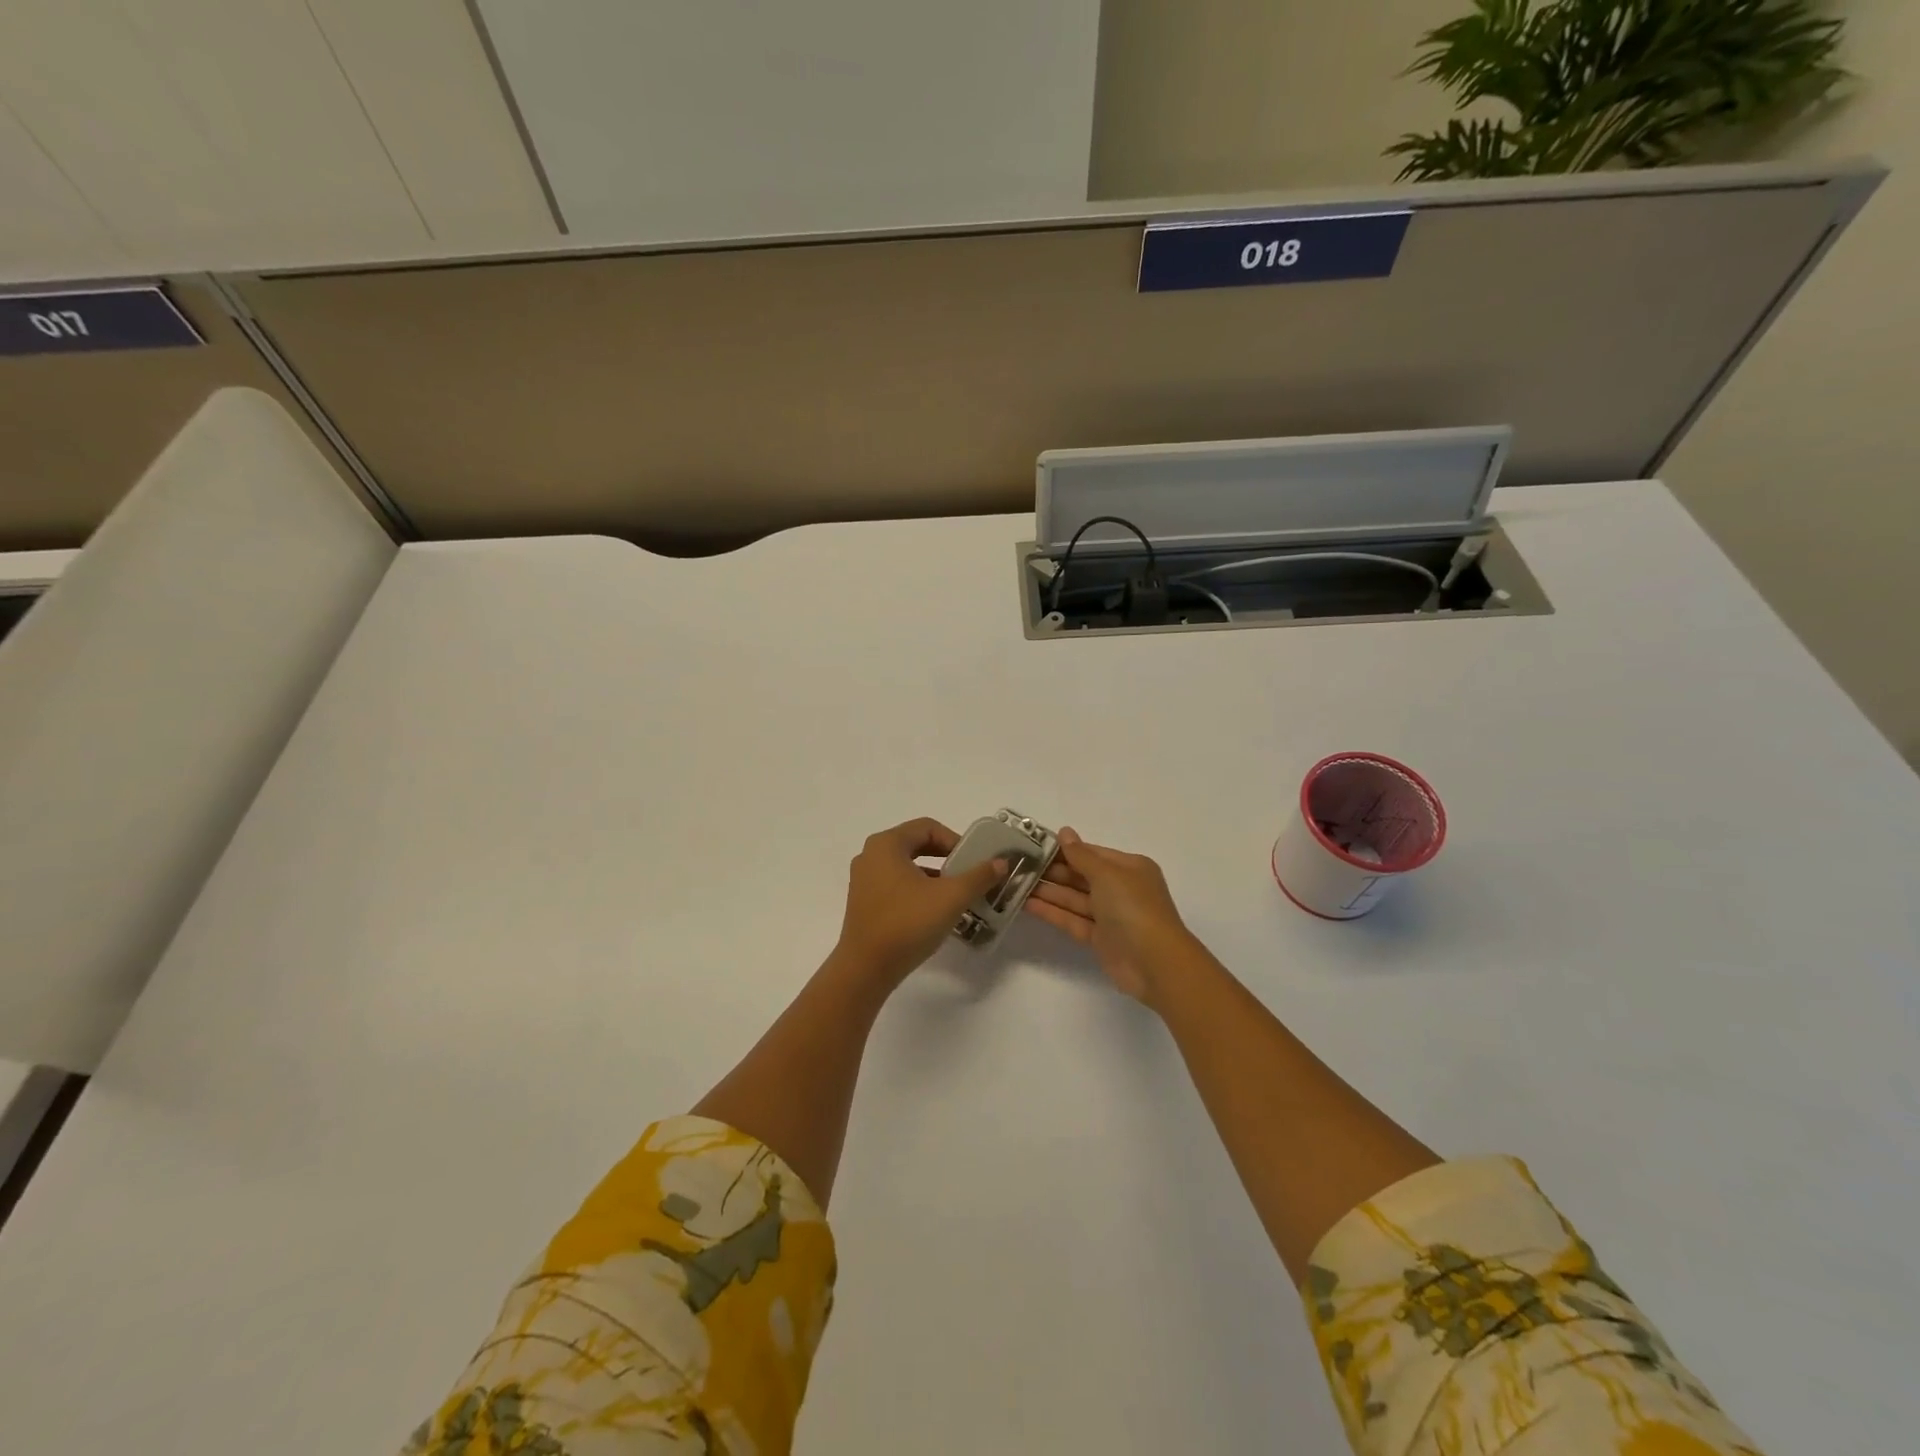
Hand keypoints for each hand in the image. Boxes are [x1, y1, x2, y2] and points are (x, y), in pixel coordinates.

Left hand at [833, 818, 1006, 990]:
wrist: (866, 969)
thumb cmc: (907, 923)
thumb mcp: (951, 897)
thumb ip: (979, 876)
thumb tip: (1000, 862)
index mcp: (886, 844)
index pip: (928, 827)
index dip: (955, 840)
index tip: (974, 861)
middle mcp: (871, 855)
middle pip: (916, 844)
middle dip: (946, 858)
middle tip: (968, 875)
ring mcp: (864, 880)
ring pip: (907, 866)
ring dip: (934, 876)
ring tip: (957, 895)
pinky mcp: (864, 903)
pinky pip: (896, 885)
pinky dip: (918, 890)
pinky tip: (935, 911)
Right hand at [1024, 828, 1202, 1005]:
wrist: (1155, 963)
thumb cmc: (1133, 908)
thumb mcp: (1107, 874)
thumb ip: (1081, 855)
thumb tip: (1064, 832)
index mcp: (1129, 868)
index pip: (1091, 853)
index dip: (1064, 850)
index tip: (1034, 845)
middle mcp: (1120, 889)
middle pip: (1081, 876)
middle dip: (1052, 871)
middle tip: (1018, 865)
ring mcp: (1110, 915)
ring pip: (1074, 899)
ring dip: (1048, 891)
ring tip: (1016, 883)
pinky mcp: (1100, 938)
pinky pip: (1073, 920)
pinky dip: (1052, 912)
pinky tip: (1027, 904)